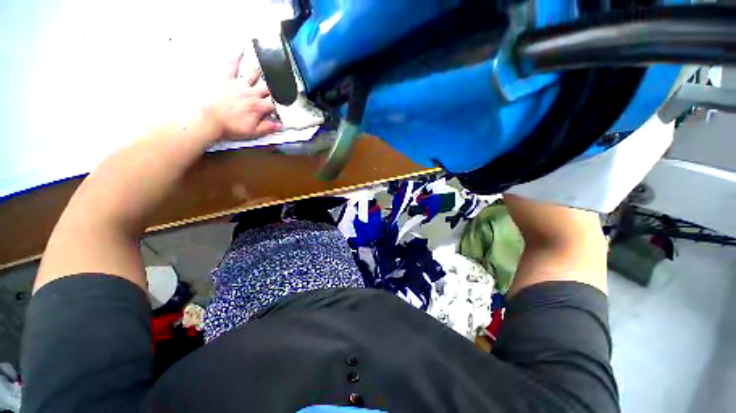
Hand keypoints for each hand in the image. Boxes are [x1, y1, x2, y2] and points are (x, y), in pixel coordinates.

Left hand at [207, 51, 281, 139]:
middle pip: (266, 88)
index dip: (277, 105)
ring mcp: (238, 84)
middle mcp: (251, 94)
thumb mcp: (252, 132)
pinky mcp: (225, 78)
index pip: (273, 104)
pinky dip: (236, 56)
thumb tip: (280, 126)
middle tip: (274, 85)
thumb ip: (268, 128)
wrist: (208, 119)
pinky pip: (232, 64)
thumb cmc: (228, 126)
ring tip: (263, 66)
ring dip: (259, 71)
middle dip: (272, 87)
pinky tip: (240, 49)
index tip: (277, 106)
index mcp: (258, 107)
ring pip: (253, 74)